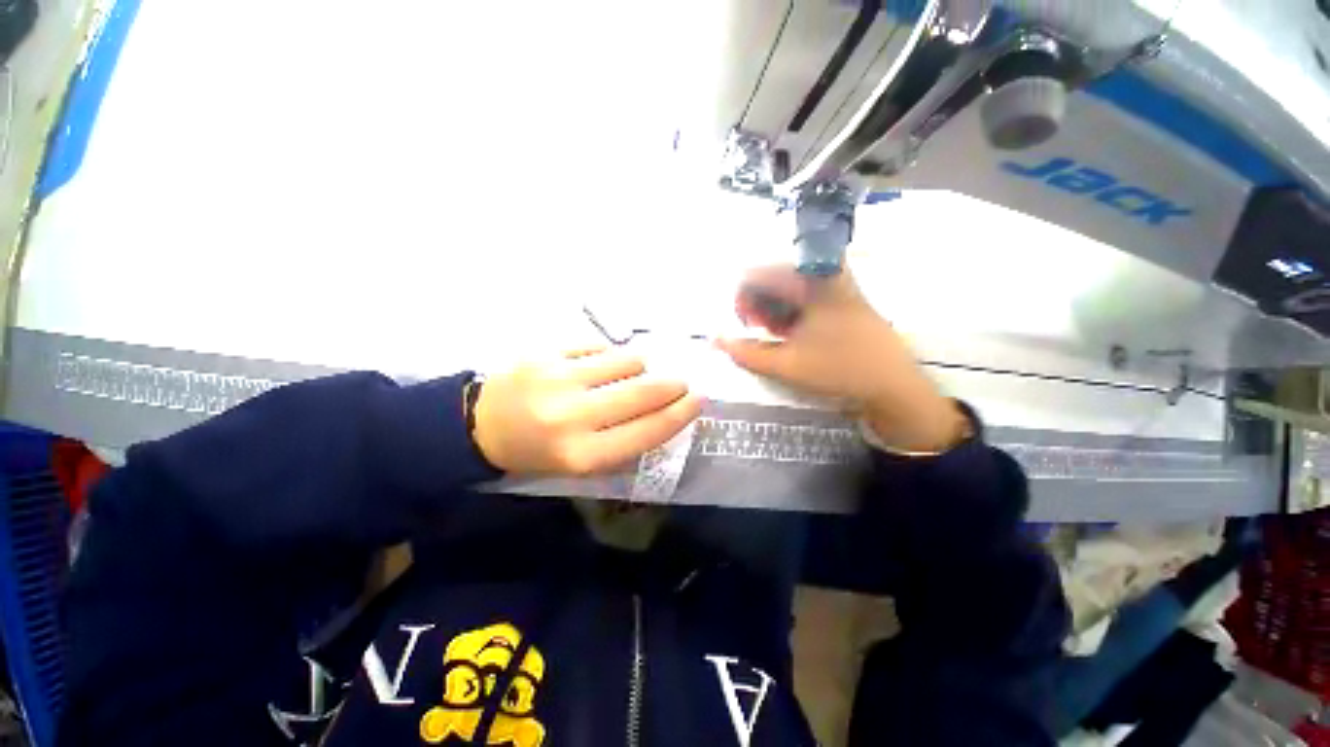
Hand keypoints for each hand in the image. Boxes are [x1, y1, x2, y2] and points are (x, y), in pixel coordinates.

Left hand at [472, 348, 702, 474]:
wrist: (478, 426)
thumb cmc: (536, 452)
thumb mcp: (580, 465)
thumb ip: (624, 443)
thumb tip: (664, 412)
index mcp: (582, 455)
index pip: (648, 431)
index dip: (680, 415)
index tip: (698, 400)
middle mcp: (572, 416)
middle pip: (643, 392)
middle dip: (672, 385)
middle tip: (681, 381)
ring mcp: (558, 378)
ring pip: (626, 360)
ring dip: (640, 365)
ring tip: (635, 371)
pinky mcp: (546, 352)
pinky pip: (597, 346)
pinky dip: (608, 354)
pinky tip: (601, 363)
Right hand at [717, 265, 964, 452]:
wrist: (894, 387)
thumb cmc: (839, 370)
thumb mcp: (786, 364)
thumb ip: (745, 352)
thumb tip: (715, 340)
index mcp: (810, 281)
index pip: (757, 275)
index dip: (743, 299)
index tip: (745, 325)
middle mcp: (824, 275)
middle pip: (773, 278)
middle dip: (758, 305)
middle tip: (759, 331)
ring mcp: (836, 286)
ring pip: (788, 288)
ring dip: (773, 311)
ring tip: (775, 336)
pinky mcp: (842, 300)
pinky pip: (805, 297)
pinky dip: (790, 314)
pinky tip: (791, 335)